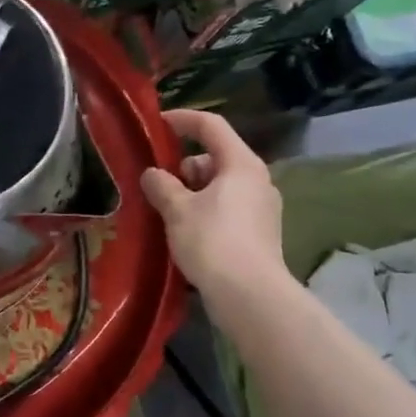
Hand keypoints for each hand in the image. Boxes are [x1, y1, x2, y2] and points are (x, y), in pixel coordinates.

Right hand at [141, 109, 284, 294]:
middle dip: (184, 166)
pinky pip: (228, 208)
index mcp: (241, 164)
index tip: (157, 124)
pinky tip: (186, 232)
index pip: (211, 125)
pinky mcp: (260, 233)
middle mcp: (257, 180)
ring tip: (168, 212)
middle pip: (216, 157)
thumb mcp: (177, 210)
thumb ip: (161, 185)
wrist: (250, 297)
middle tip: (159, 185)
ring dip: (193, 192)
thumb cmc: (213, 242)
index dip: (182, 119)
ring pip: (221, 185)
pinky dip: (206, 211)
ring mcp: (262, 208)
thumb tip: (152, 174)